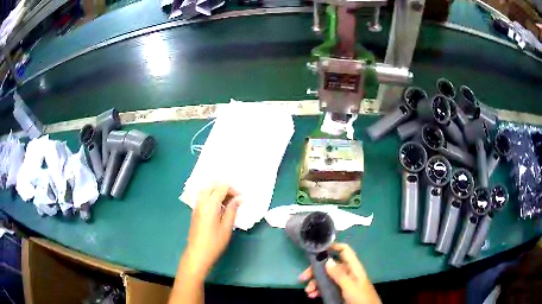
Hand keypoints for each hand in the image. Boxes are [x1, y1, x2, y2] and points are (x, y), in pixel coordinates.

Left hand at [182, 183, 241, 278]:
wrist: (198, 253)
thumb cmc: (214, 242)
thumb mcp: (227, 227)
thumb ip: (232, 210)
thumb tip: (238, 199)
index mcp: (210, 204)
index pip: (222, 188)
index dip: (233, 190)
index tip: (240, 198)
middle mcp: (202, 202)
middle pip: (212, 185)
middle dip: (224, 188)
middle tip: (234, 198)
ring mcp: (197, 206)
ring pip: (206, 190)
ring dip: (217, 191)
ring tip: (227, 202)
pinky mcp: (195, 211)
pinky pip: (203, 197)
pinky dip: (211, 196)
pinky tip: (218, 207)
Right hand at [299, 243, 380, 303]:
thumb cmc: (360, 297)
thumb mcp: (350, 286)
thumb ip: (339, 274)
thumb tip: (328, 260)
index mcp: (353, 267)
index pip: (344, 250)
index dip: (333, 246)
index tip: (317, 249)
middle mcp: (347, 272)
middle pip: (330, 265)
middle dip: (316, 270)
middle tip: (303, 277)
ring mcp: (343, 282)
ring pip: (326, 277)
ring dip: (315, 282)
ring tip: (308, 291)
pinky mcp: (340, 291)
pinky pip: (327, 287)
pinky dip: (318, 290)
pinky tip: (312, 295)